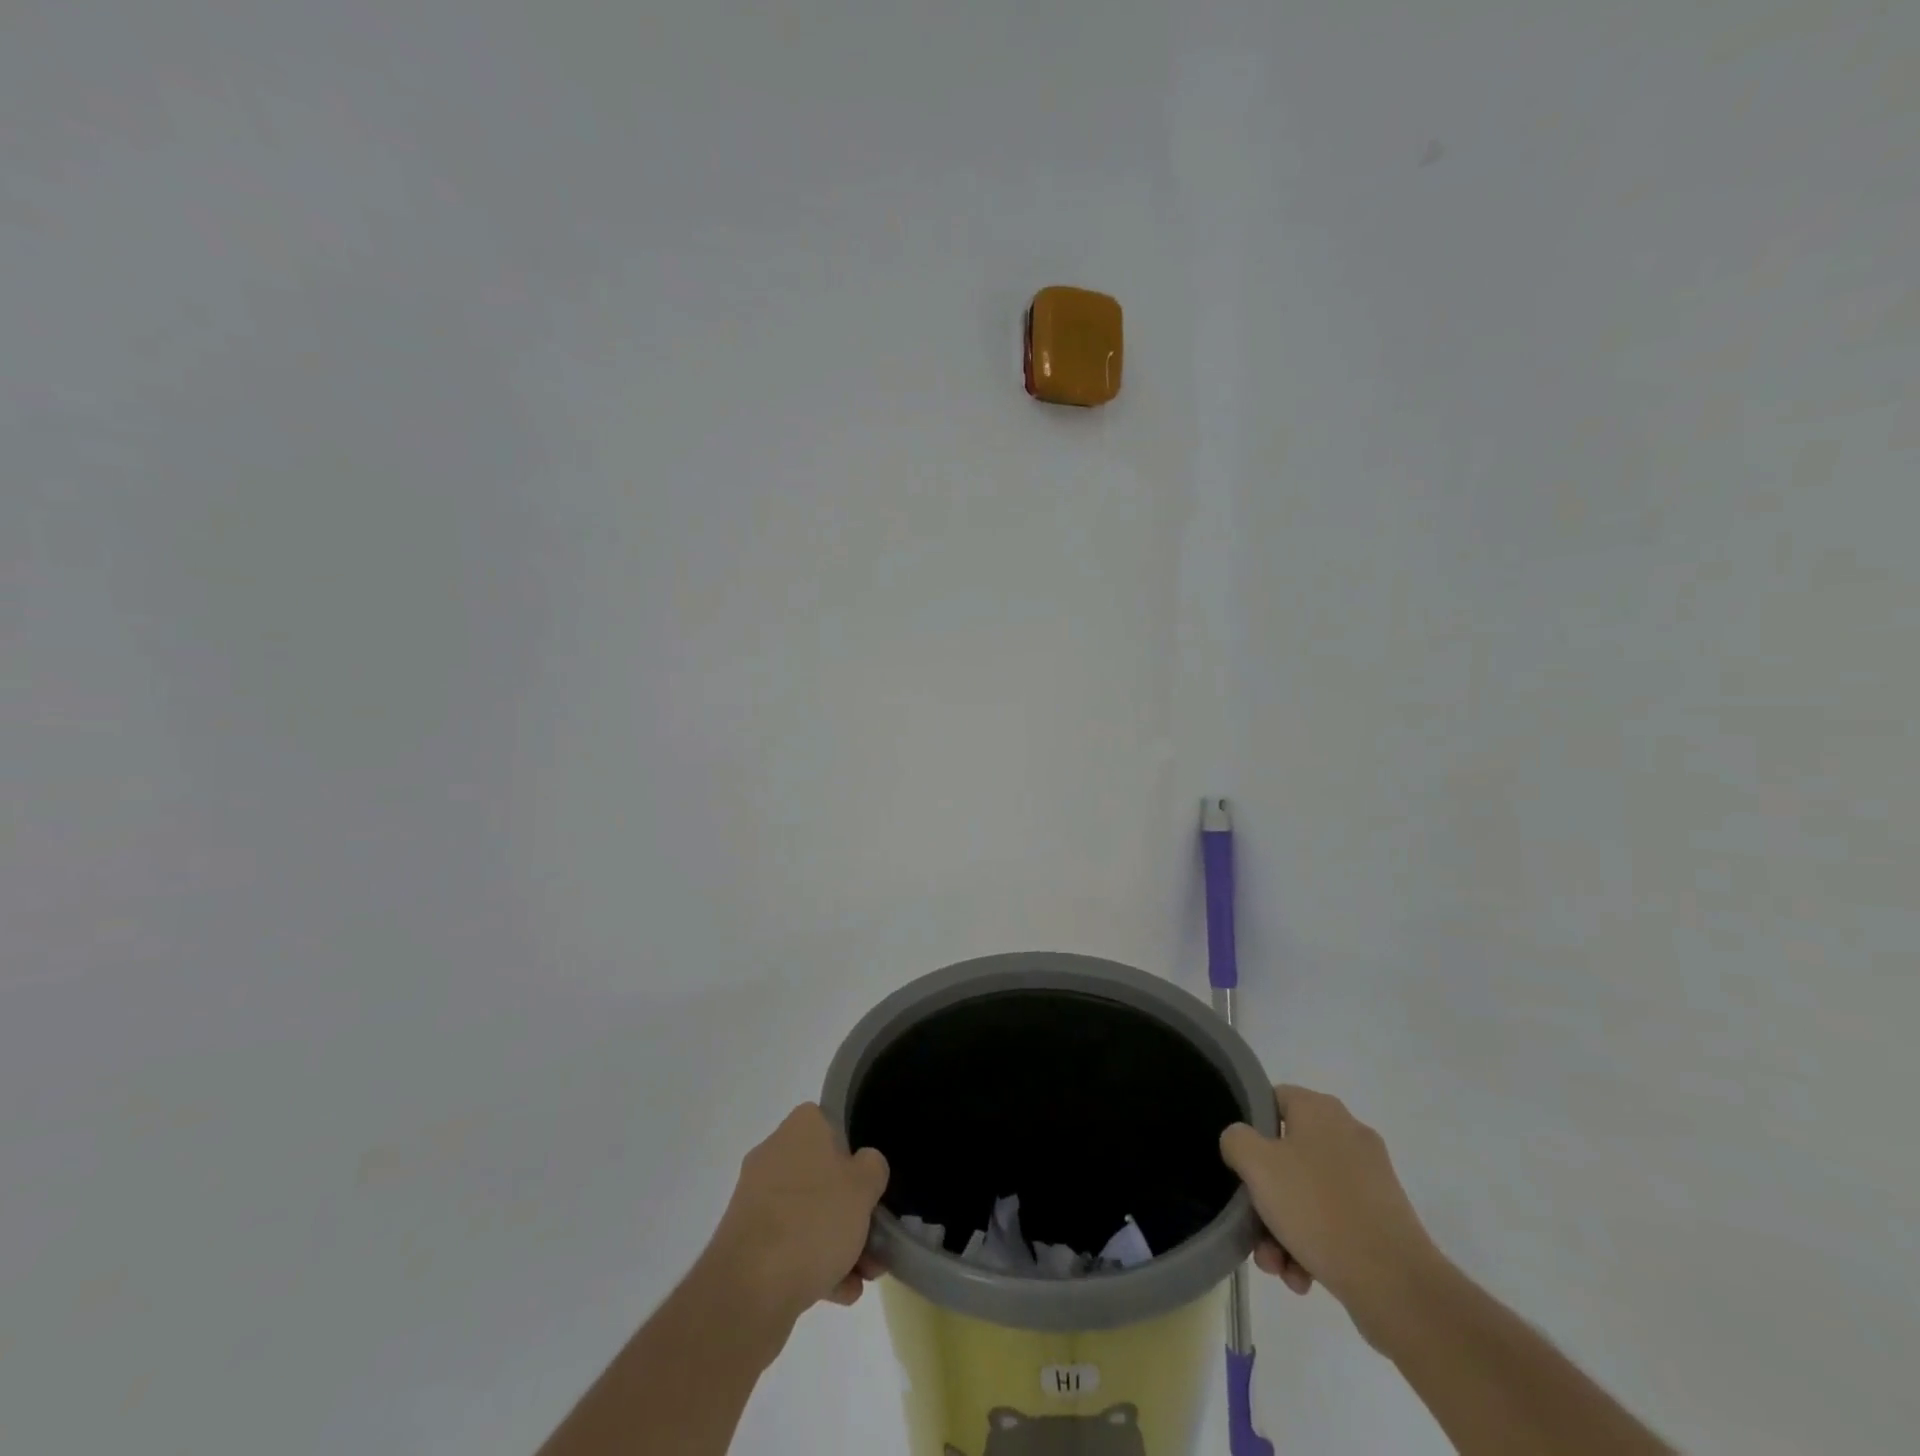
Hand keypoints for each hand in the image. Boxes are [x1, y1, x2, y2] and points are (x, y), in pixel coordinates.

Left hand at [708, 1104, 889, 1321]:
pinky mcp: (746, 1244)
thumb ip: (873, 1167)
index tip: (870, 1182)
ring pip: (808, 1215)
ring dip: (838, 1243)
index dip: (855, 1152)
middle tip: (875, 1237)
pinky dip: (814, 1265)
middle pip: (823, 1176)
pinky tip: (840, 1292)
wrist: (748, 1291)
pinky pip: (789, 1246)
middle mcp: (774, 1155)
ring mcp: (756, 1201)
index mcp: (800, 1128)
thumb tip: (864, 1167)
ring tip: (864, 1276)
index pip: (833, 1125)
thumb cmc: (813, 1221)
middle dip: (851, 1210)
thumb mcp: (863, 1186)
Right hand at [1221, 1085, 1441, 1344]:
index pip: (1273, 1099)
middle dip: (1265, 1196)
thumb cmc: (1318, 1210)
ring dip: (1283, 1228)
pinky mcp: (1384, 1219)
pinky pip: (1335, 1221)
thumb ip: (1236, 1140)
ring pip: (1308, 1193)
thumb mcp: (1257, 1165)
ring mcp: (1370, 1179)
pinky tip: (1302, 1277)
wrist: (1396, 1286)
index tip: (1238, 1161)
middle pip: (1287, 1155)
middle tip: (1253, 1227)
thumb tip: (1241, 1141)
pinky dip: (1313, 1244)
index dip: (1250, 1127)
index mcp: (1320, 1110)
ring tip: (1277, 1266)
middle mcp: (1348, 1135)